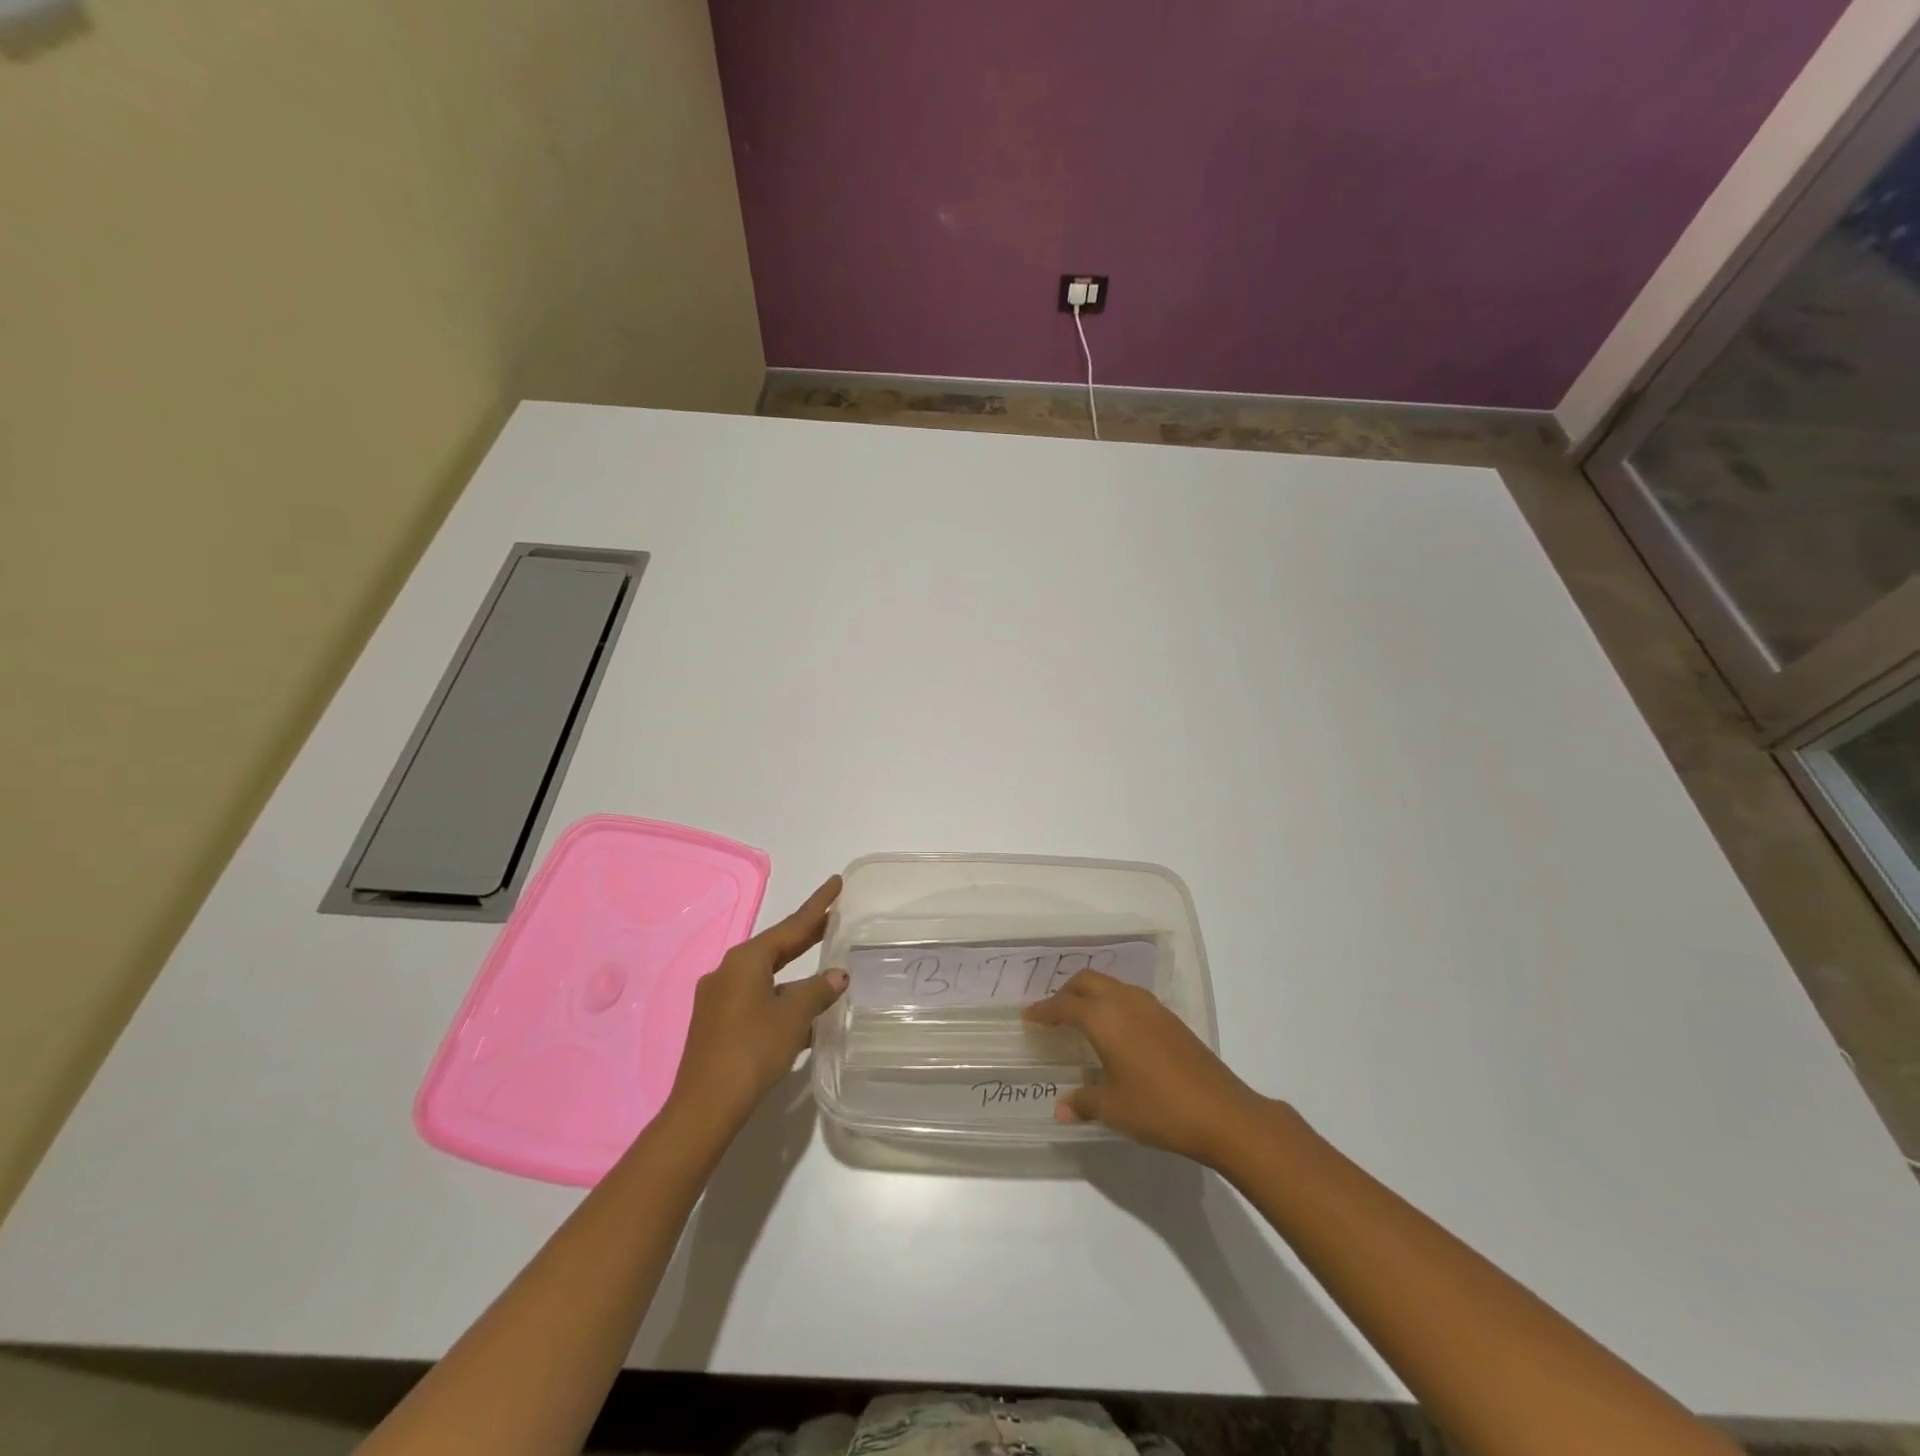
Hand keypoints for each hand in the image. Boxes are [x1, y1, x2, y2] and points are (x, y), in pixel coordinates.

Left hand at [665, 876, 847, 1134]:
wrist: (705, 1106)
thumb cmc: (752, 1050)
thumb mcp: (793, 1017)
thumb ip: (818, 991)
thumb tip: (839, 975)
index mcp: (746, 960)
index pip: (791, 925)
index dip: (818, 905)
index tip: (836, 882)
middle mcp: (729, 971)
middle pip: (777, 946)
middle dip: (806, 934)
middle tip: (834, 916)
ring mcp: (720, 997)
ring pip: (767, 973)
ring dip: (796, 970)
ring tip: (825, 964)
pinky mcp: (718, 1022)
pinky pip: (758, 996)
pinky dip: (782, 995)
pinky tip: (802, 1010)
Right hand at [1023, 970, 1273, 1166]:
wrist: (1221, 1112)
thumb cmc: (1158, 1108)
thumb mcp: (1114, 1108)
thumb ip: (1084, 1102)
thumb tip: (1061, 1108)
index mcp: (1104, 1017)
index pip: (1065, 1006)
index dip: (1044, 1011)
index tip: (1028, 1017)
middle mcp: (1125, 1002)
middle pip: (1088, 982)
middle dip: (1066, 992)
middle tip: (1053, 1014)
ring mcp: (1152, 1007)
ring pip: (1111, 985)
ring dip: (1092, 995)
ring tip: (1081, 1019)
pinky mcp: (1170, 1019)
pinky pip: (1130, 998)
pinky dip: (1113, 1004)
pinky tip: (1116, 1031)